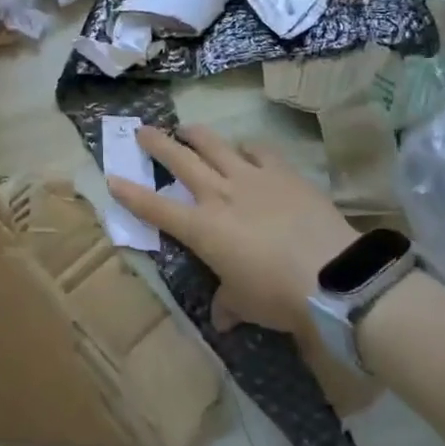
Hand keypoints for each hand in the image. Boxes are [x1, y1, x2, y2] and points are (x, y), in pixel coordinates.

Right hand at [107, 126, 359, 334]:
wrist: (331, 275)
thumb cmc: (278, 296)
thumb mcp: (246, 304)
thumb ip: (228, 303)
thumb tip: (222, 316)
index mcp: (202, 228)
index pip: (156, 207)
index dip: (132, 194)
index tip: (113, 178)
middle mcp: (219, 194)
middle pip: (180, 160)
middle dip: (157, 144)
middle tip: (142, 130)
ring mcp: (251, 177)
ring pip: (214, 144)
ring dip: (196, 134)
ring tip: (186, 129)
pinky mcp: (282, 172)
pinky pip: (258, 150)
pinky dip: (247, 146)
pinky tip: (246, 147)